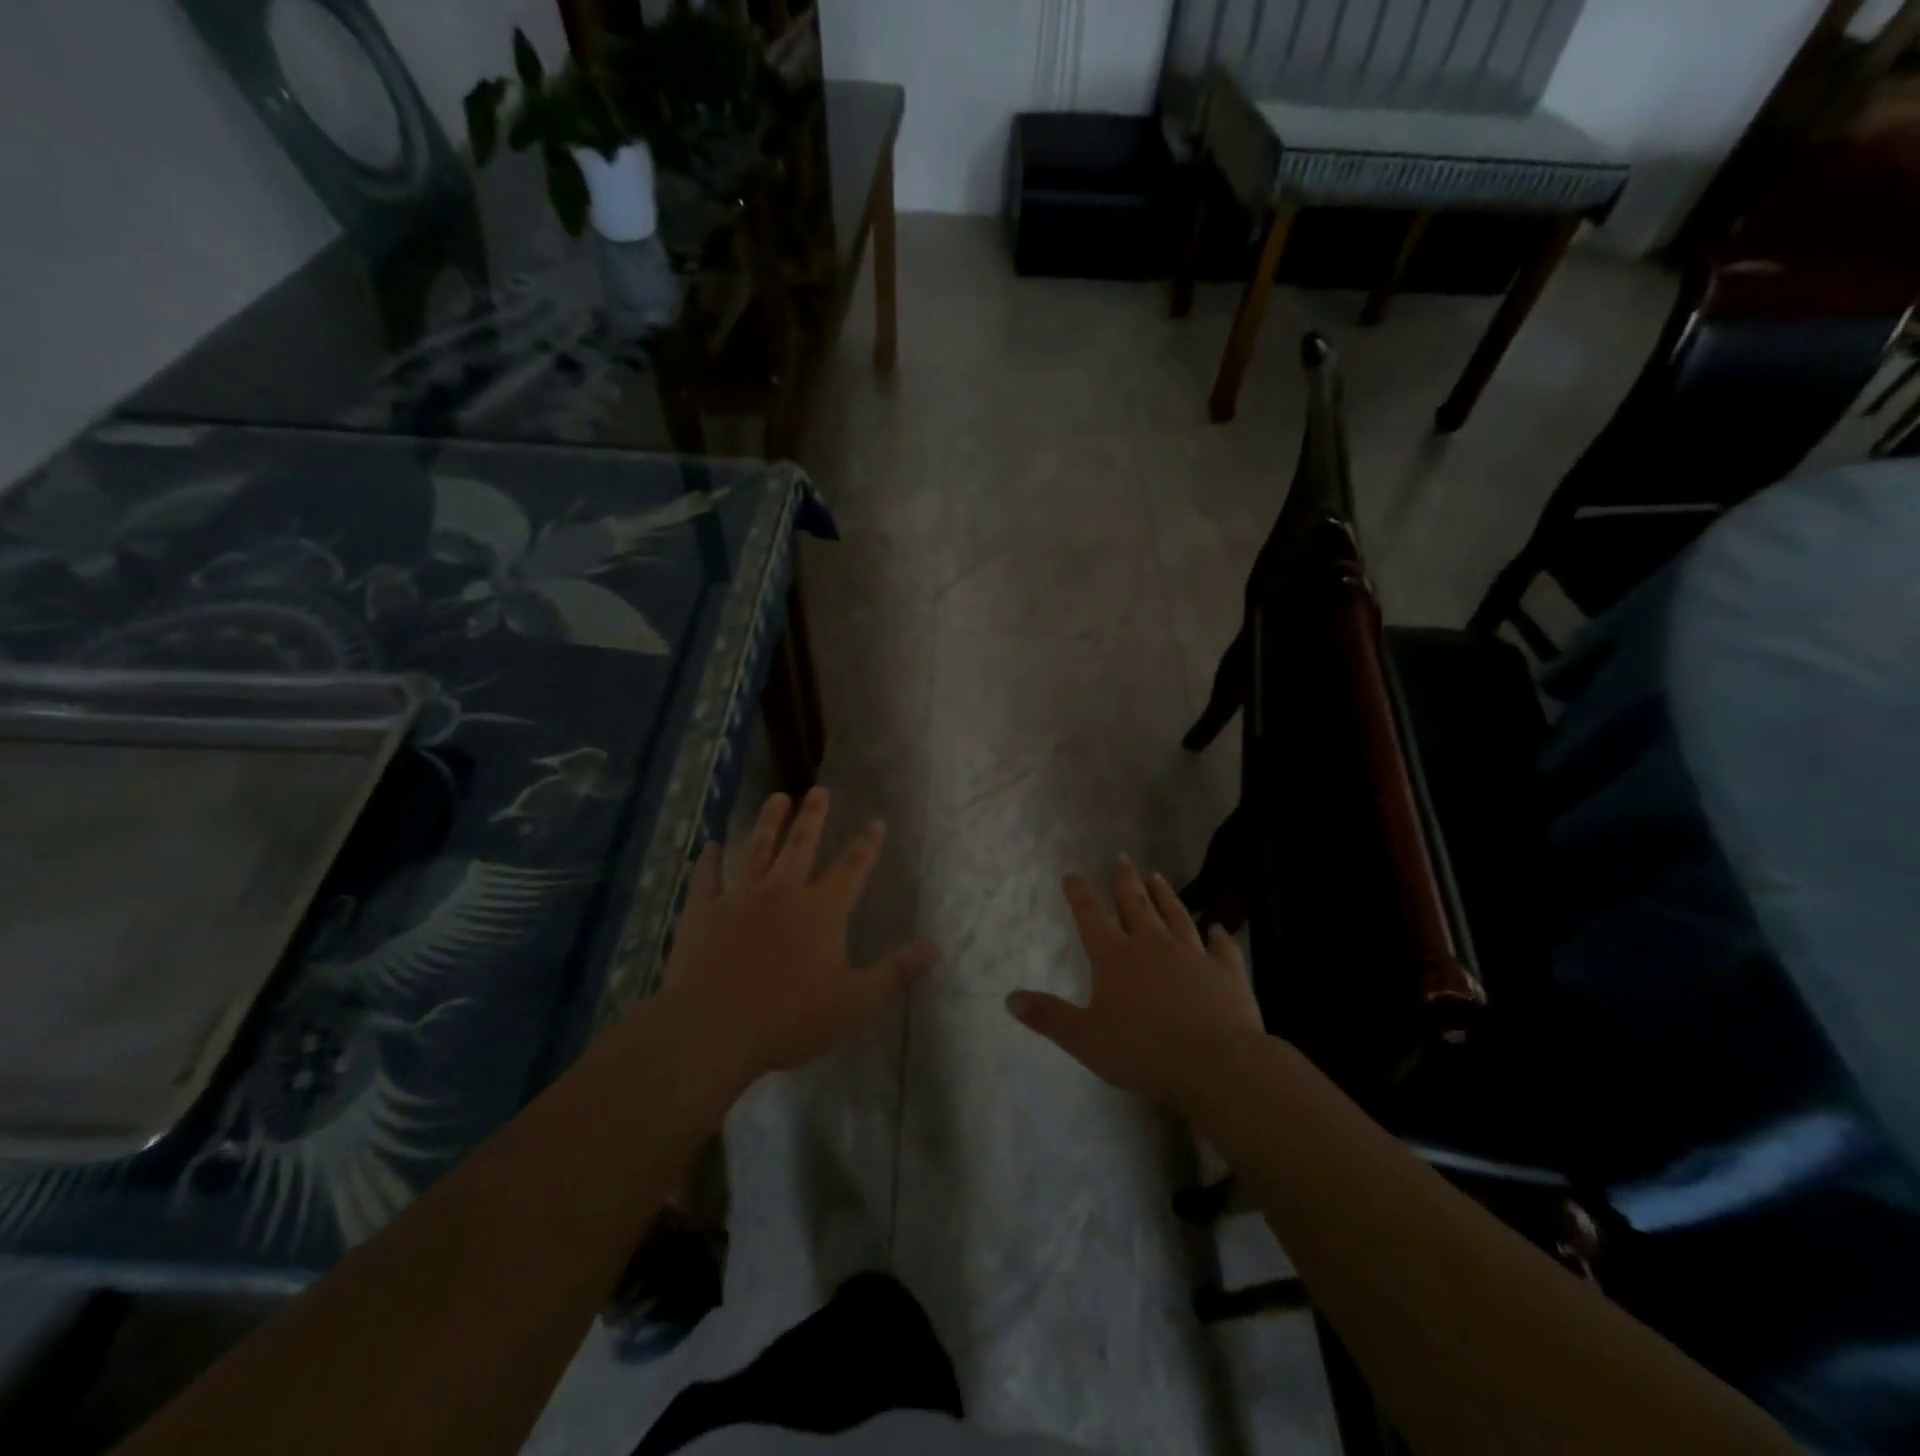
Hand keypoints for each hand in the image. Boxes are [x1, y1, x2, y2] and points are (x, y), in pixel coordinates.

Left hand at [660, 788, 938, 1082]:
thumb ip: (895, 973)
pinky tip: (711, 845)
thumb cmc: (789, 1019)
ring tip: (776, 798)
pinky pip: (708, 877)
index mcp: (822, 910)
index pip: (852, 868)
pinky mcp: (703, 911)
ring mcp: (740, 897)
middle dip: (813, 816)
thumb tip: (933, 947)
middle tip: (818, 790)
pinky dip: (710, 860)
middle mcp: (783, 892)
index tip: (877, 822)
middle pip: (801, 844)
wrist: (712, 1029)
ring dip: (768, 822)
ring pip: (757, 849)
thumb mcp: (855, 1004)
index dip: (867, 845)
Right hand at [1007, 856, 1262, 1110]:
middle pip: (1135, 903)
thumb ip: (1048, 1016)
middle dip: (1125, 880)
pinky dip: (1217, 935)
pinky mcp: (1225, 971)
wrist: (1217, 1064)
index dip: (1079, 893)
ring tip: (1157, 876)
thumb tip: (1010, 998)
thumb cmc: (1143, 1051)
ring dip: (1164, 895)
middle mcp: (1152, 944)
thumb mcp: (1084, 1039)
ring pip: (1175, 915)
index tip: (1071, 874)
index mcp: (1114, 956)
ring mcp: (1192, 954)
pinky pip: (1220, 946)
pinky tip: (1217, 927)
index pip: (1090, 915)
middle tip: (1122, 858)